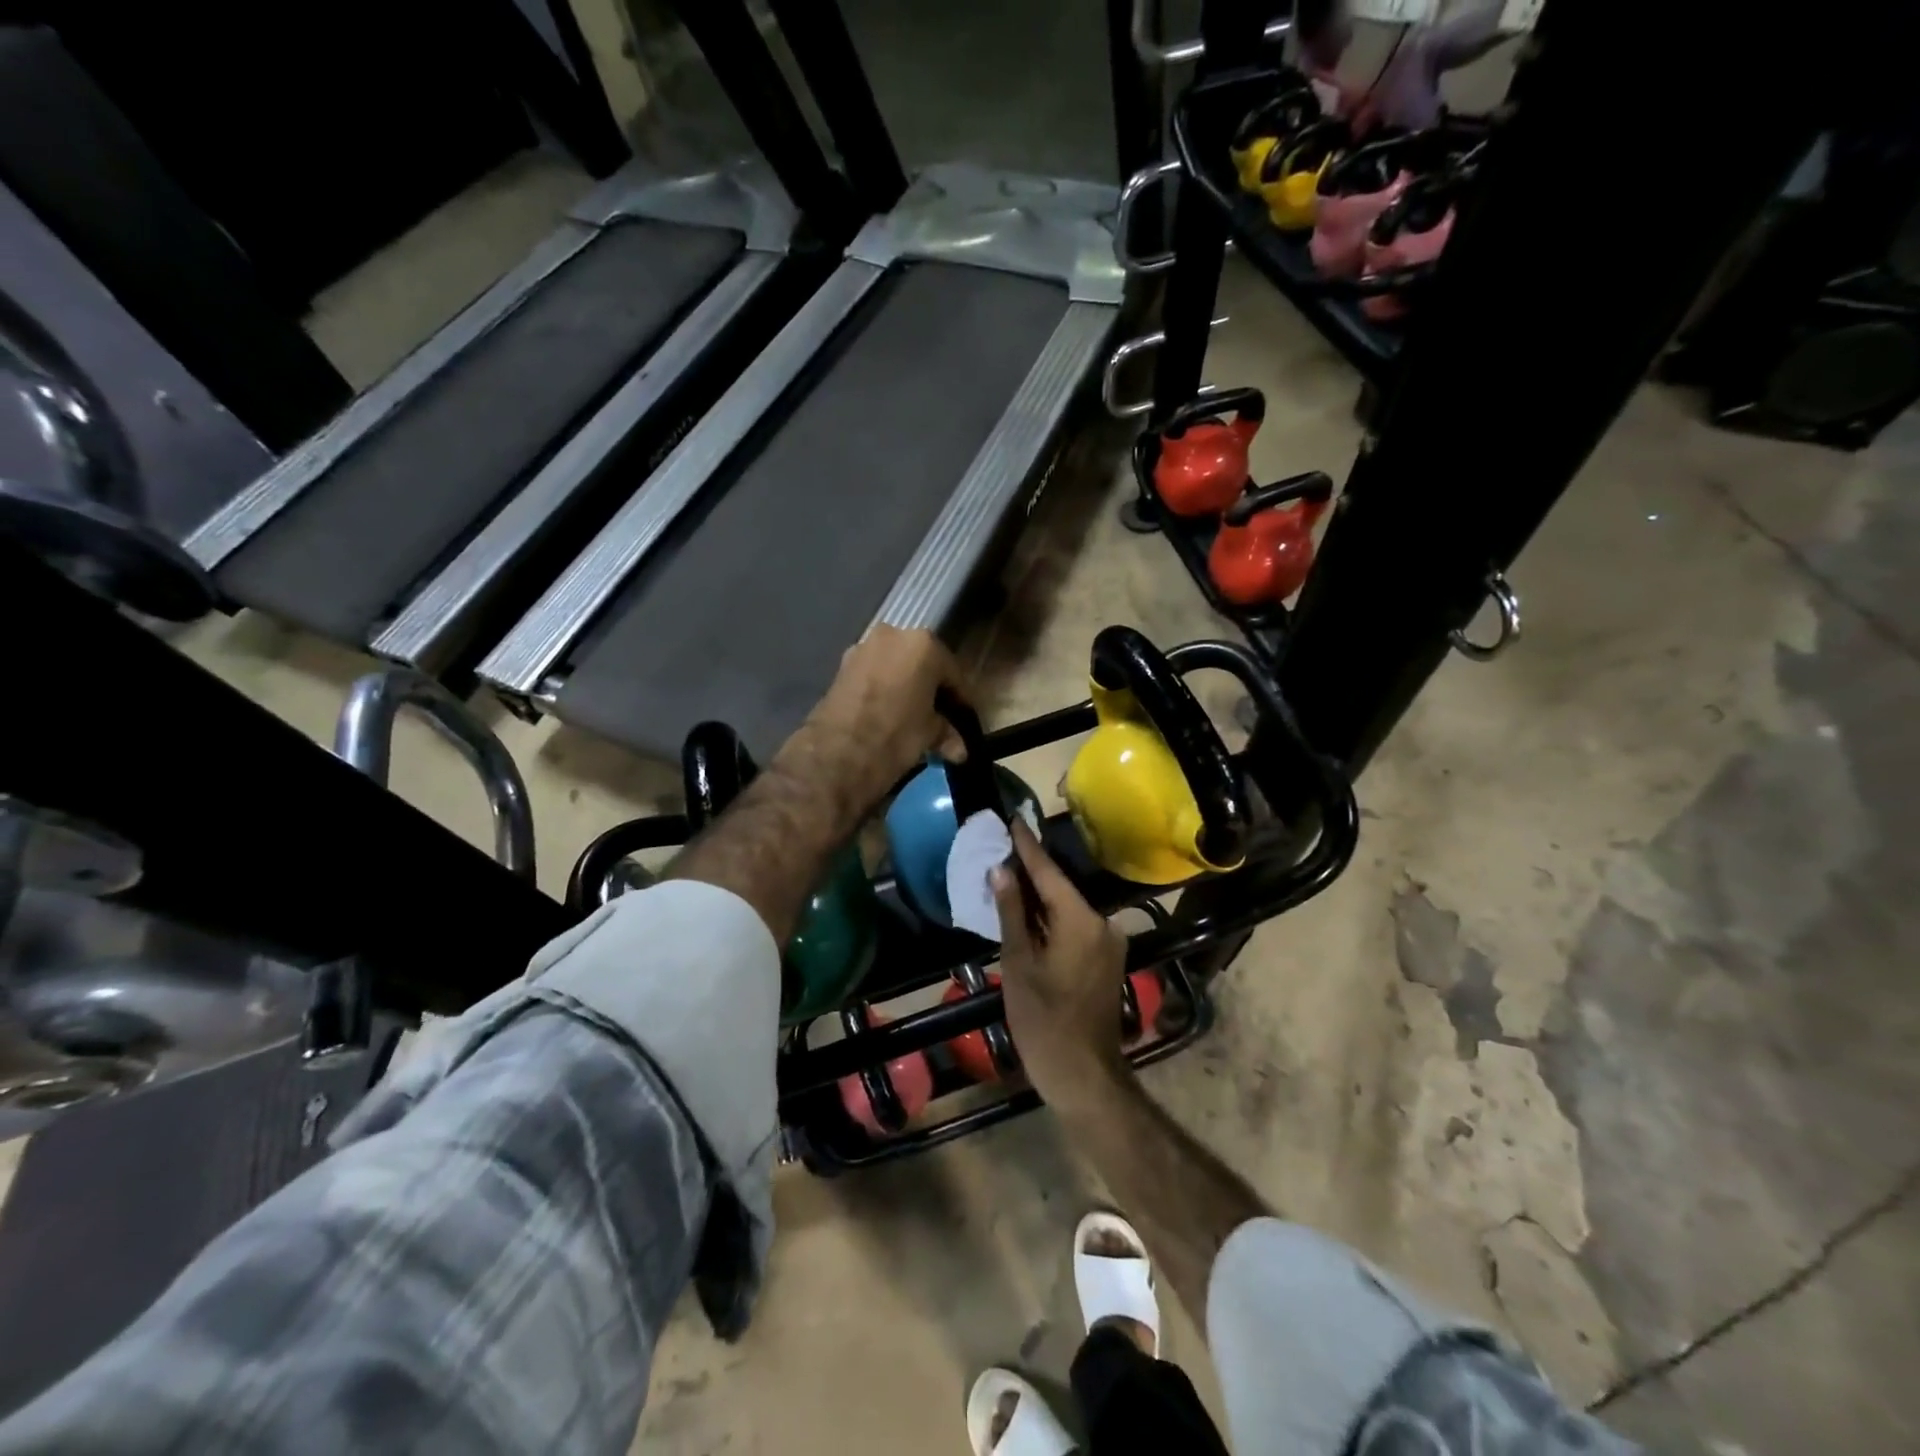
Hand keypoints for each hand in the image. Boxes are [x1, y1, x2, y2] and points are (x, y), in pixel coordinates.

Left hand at [782, 626, 963, 818]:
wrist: (837, 753)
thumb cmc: (896, 735)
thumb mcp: (929, 734)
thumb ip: (946, 733)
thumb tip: (959, 749)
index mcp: (924, 644)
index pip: (954, 674)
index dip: (962, 701)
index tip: (966, 721)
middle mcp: (894, 635)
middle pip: (923, 664)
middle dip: (932, 691)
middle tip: (940, 719)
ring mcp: (863, 648)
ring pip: (896, 668)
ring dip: (906, 689)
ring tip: (913, 719)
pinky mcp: (841, 666)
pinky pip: (874, 676)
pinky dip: (884, 691)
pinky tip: (888, 715)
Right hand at [992, 819, 1131, 1111]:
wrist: (1084, 1074)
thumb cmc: (1043, 1019)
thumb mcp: (1019, 963)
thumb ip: (1012, 912)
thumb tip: (1002, 870)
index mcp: (1081, 920)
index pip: (1049, 872)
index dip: (1027, 846)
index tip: (1012, 819)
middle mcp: (1103, 923)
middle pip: (1060, 889)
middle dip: (1031, 872)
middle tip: (1001, 851)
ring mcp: (1109, 942)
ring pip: (1068, 909)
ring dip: (1040, 898)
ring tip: (1008, 879)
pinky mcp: (1107, 959)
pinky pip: (1076, 927)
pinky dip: (1053, 919)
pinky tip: (1029, 915)